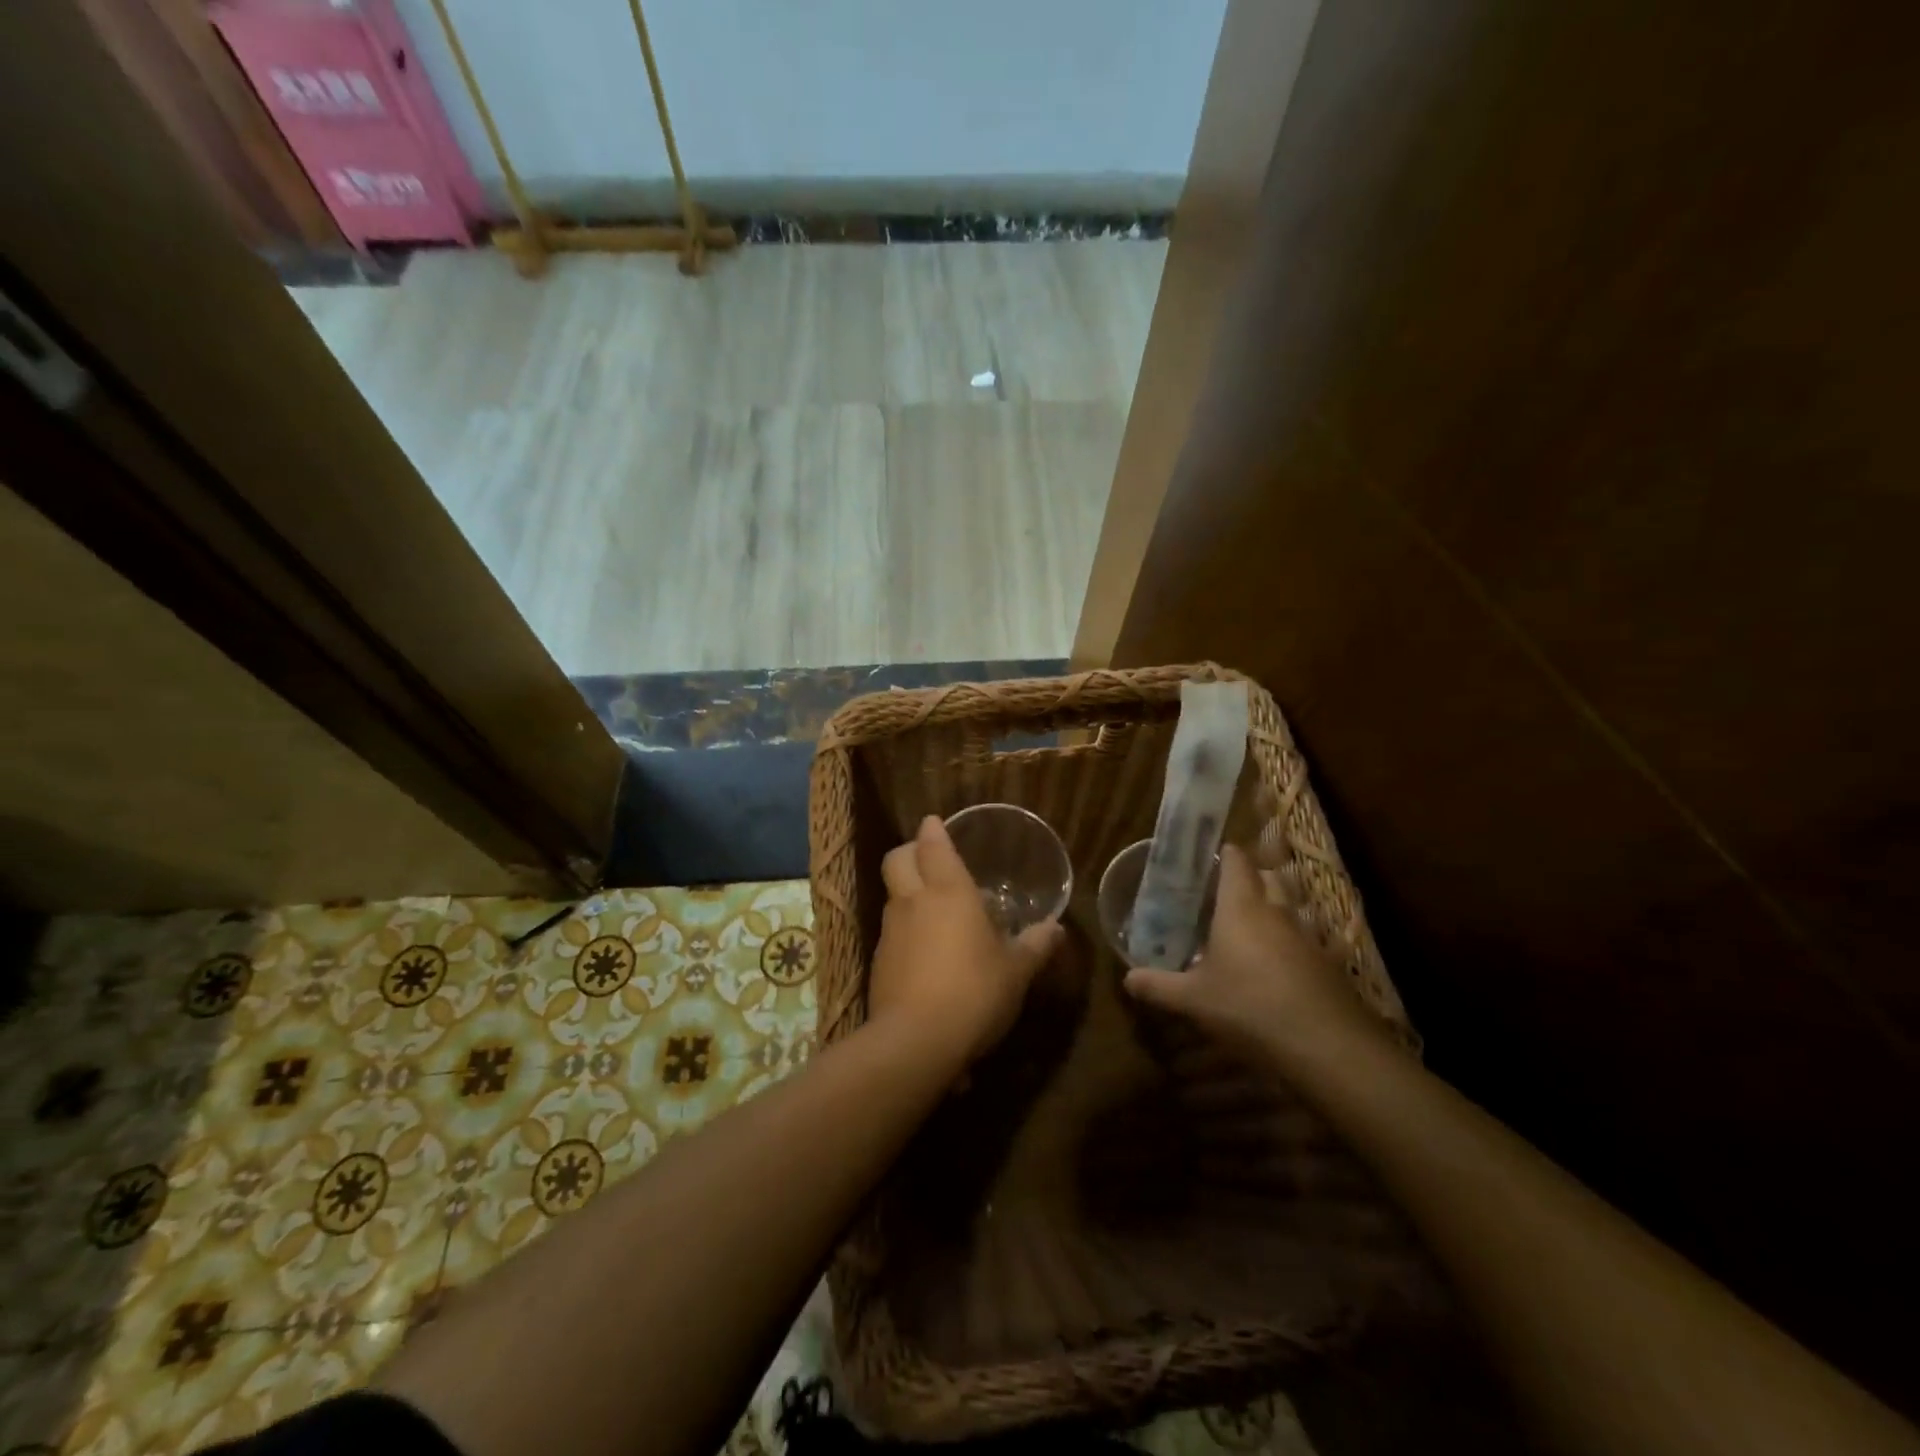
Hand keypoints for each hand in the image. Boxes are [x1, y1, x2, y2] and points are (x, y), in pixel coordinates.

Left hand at [867, 815, 1062, 1063]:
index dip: (933, 830)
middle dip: (909, 851)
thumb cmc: (974, 992)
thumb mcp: (1016, 971)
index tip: (935, 822)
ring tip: (934, 909)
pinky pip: (891, 931)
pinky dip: (905, 930)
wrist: (915, 1041)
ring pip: (892, 895)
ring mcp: (890, 931)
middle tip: (929, 858)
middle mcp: (913, 901)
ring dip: (907, 892)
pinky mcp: (878, 962)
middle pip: (897, 859)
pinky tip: (925, 952)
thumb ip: (1036, 946)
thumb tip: (1056, 929)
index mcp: (948, 892)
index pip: (933, 845)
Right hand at [1123, 844, 1389, 1066]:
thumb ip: (1158, 986)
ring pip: (1291, 907)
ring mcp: (1307, 936)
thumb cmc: (1249, 1006)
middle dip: (1250, 878)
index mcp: (1241, 906)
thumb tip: (1127, 978)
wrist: (1327, 1046)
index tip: (1205, 859)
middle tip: (1222, 895)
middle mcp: (1277, 911)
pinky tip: (1276, 968)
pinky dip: (1291, 944)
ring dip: (1274, 910)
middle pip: (1268, 877)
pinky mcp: (1328, 964)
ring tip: (1250, 928)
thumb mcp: (1193, 1000)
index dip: (1222, 854)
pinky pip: (1305, 940)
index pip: (1235, 861)